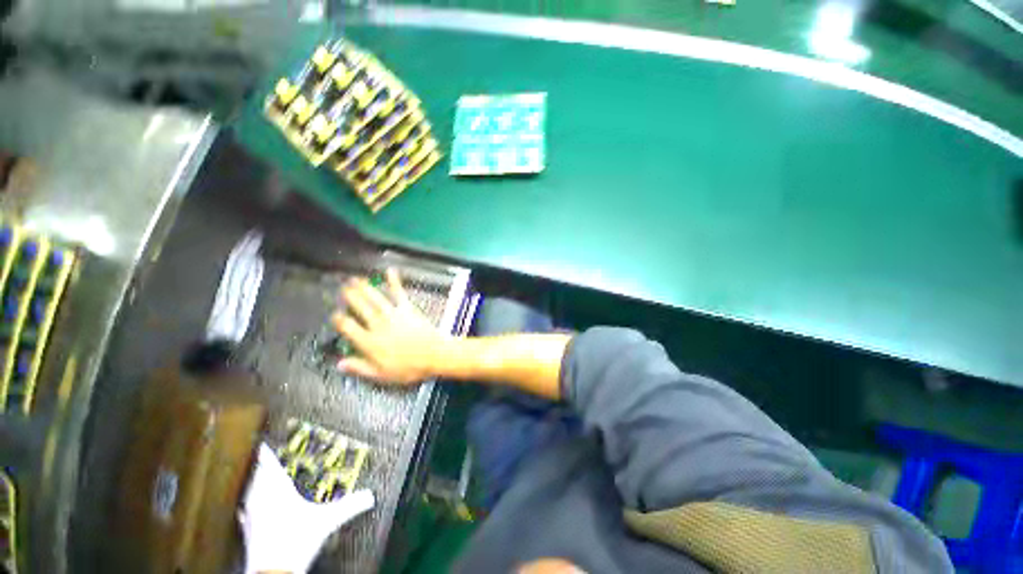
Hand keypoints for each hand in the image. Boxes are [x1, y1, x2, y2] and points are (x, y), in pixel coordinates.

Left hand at [239, 444, 374, 573]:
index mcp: (279, 490)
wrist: (273, 571)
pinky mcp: (246, 530)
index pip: (270, 466)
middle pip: (256, 476)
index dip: (266, 453)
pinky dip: (246, 503)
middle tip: (260, 456)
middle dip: (258, 465)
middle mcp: (261, 499)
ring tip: (254, 475)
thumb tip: (369, 496)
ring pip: (248, 491)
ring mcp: (251, 515)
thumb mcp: (328, 521)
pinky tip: (245, 507)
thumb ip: (349, 506)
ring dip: (251, 482)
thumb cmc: (296, 542)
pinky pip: (244, 510)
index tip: (263, 443)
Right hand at [331, 269, 453, 384]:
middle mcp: (378, 326)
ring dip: (365, 288)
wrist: (434, 355)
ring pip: (375, 299)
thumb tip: (340, 364)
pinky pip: (399, 293)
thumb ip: (360, 368)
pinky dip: (394, 282)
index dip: (340, 320)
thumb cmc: (409, 368)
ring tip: (356, 279)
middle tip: (343, 288)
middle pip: (361, 308)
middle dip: (351, 297)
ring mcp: (393, 315)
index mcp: (370, 342)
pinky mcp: (408, 309)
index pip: (349, 328)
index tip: (336, 315)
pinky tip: (390, 271)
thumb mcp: (381, 375)